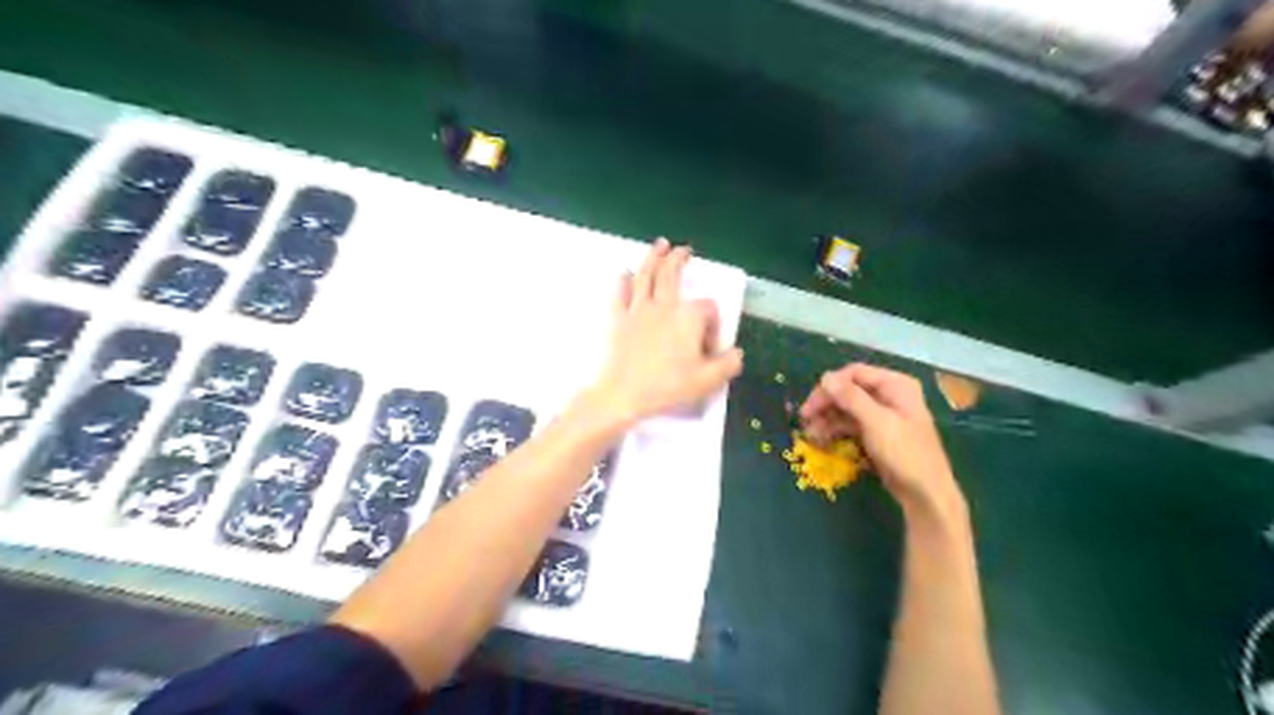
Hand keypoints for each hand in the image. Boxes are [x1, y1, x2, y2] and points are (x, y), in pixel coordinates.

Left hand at [586, 240, 747, 429]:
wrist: (624, 394)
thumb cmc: (668, 386)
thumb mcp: (708, 381)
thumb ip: (728, 364)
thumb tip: (736, 353)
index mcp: (689, 317)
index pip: (707, 308)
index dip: (712, 324)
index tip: (708, 347)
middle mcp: (664, 305)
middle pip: (672, 274)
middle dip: (679, 259)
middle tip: (684, 250)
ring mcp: (638, 310)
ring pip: (646, 276)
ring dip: (653, 257)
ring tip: (660, 244)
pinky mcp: (619, 319)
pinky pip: (620, 294)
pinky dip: (623, 281)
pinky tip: (624, 273)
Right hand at [800, 363, 960, 517]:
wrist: (926, 494)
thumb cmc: (905, 454)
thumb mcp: (876, 422)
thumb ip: (851, 397)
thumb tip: (825, 377)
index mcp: (896, 385)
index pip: (854, 373)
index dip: (830, 386)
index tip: (810, 404)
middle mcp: (890, 395)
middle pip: (849, 390)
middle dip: (826, 403)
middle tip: (804, 419)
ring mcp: (885, 415)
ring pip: (848, 408)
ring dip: (828, 418)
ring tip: (810, 433)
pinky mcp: (879, 433)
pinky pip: (853, 424)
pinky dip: (837, 429)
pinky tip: (822, 439)